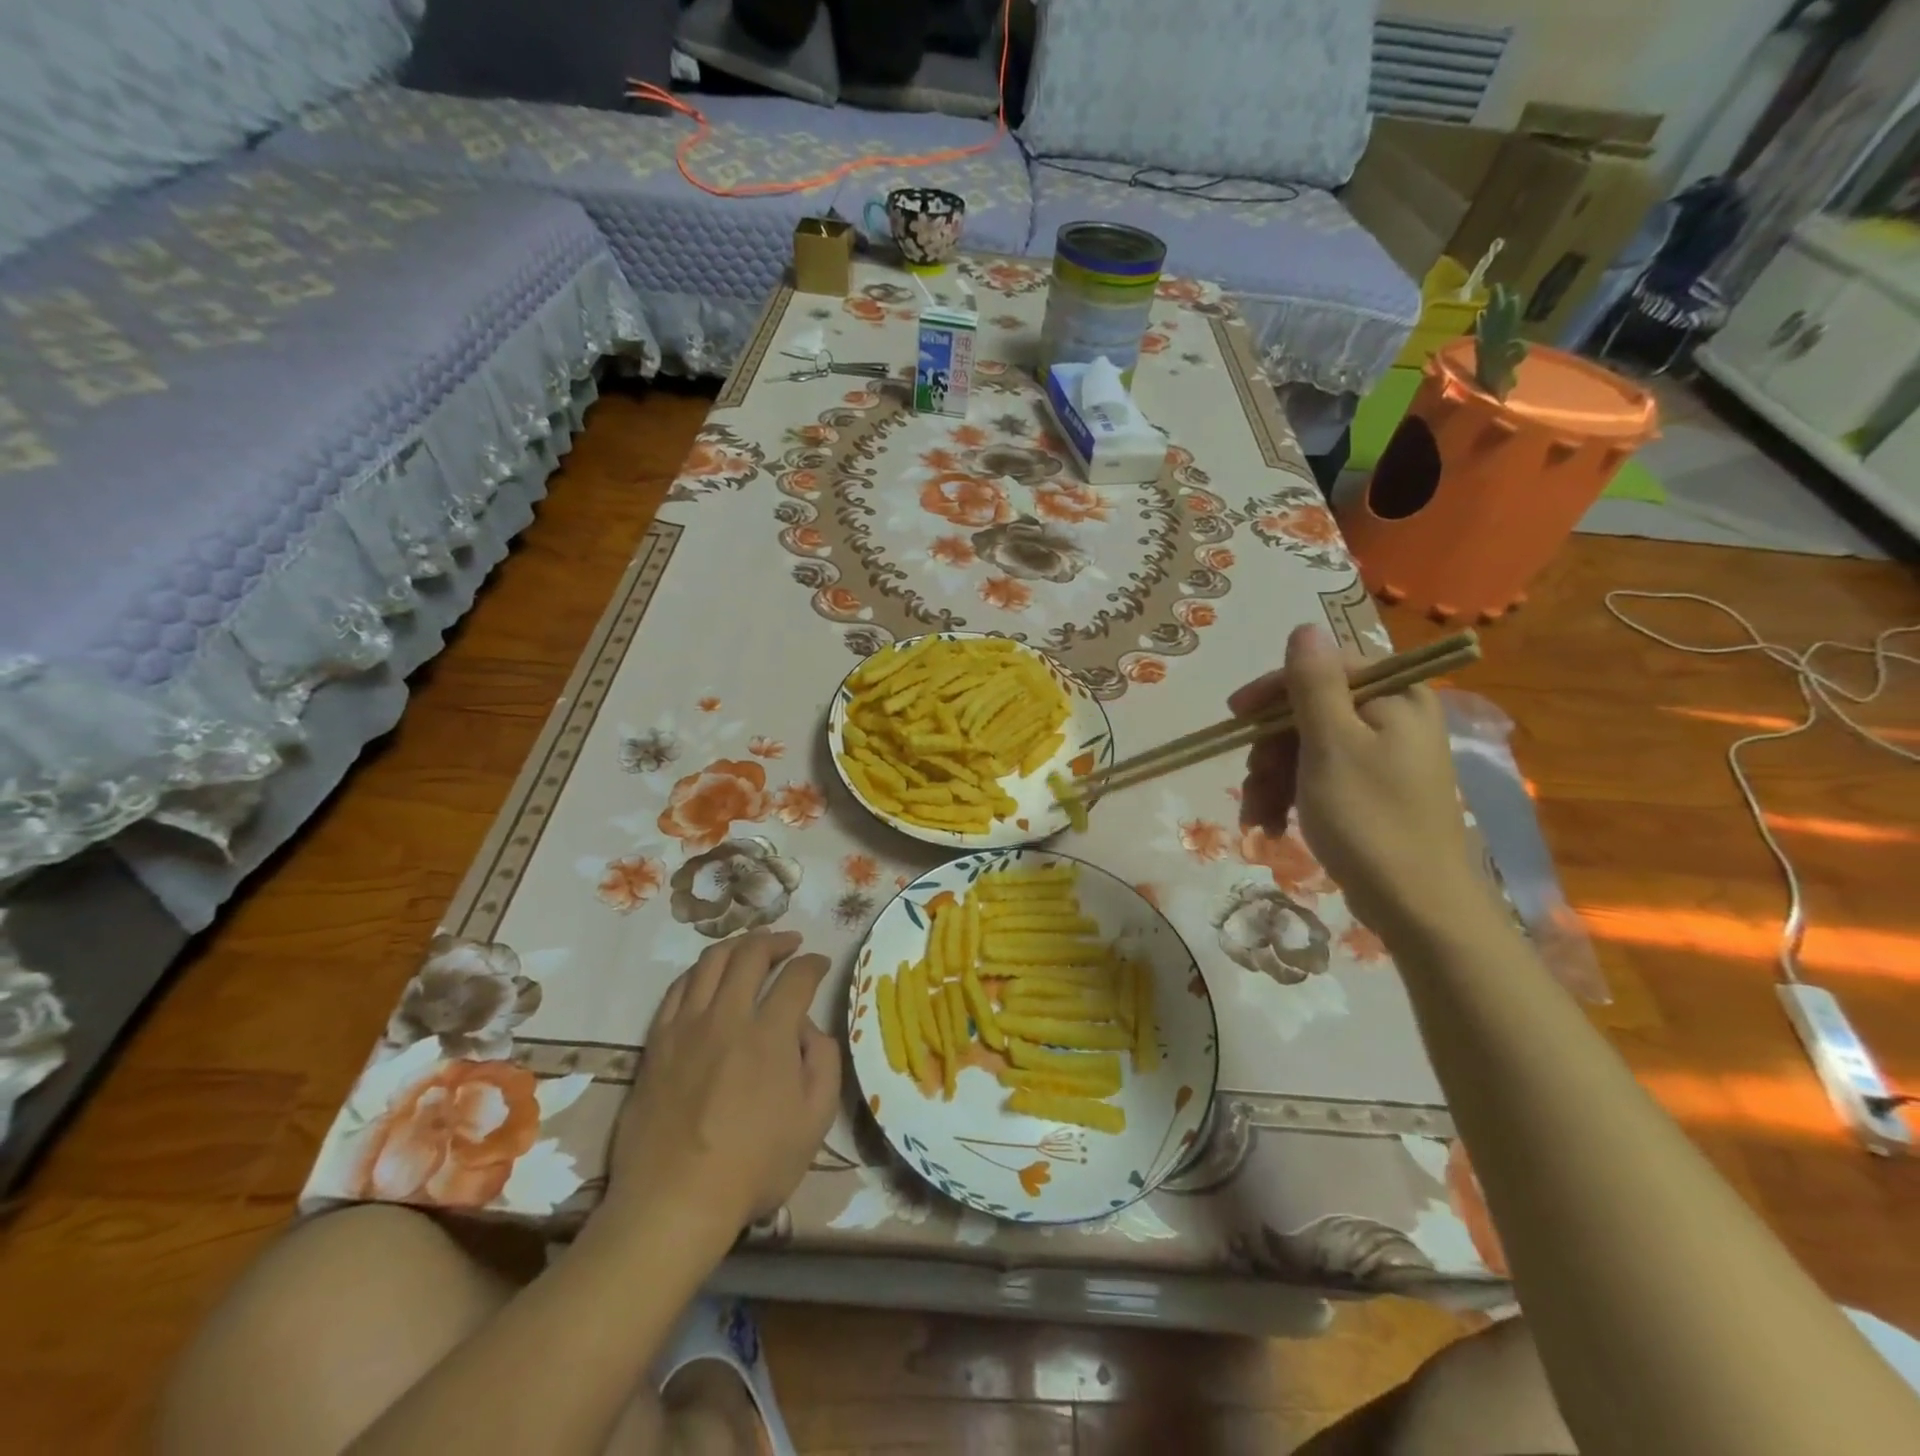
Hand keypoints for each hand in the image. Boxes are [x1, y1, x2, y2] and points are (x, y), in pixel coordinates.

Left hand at [606, 931, 838, 1231]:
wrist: (674, 1203)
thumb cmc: (753, 1166)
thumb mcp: (814, 1122)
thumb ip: (823, 1063)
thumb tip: (809, 1028)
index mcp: (769, 1034)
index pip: (797, 977)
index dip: (814, 963)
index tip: (821, 963)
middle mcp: (727, 1017)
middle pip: (751, 954)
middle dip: (776, 941)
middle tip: (790, 943)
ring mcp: (686, 1026)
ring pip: (711, 961)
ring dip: (738, 945)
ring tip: (752, 948)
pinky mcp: (657, 1041)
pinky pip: (678, 988)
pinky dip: (700, 971)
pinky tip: (710, 976)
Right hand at [1230, 625, 1480, 937]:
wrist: (1415, 904)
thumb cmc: (1370, 818)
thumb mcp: (1332, 744)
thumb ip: (1314, 684)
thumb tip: (1305, 627)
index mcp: (1395, 696)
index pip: (1323, 668)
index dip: (1273, 690)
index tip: (1235, 717)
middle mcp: (1393, 718)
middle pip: (1309, 711)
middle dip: (1270, 749)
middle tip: (1251, 782)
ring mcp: (1383, 756)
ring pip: (1306, 746)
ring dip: (1272, 778)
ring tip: (1258, 816)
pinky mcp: (1371, 790)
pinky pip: (1318, 775)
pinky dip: (1290, 796)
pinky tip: (1271, 824)